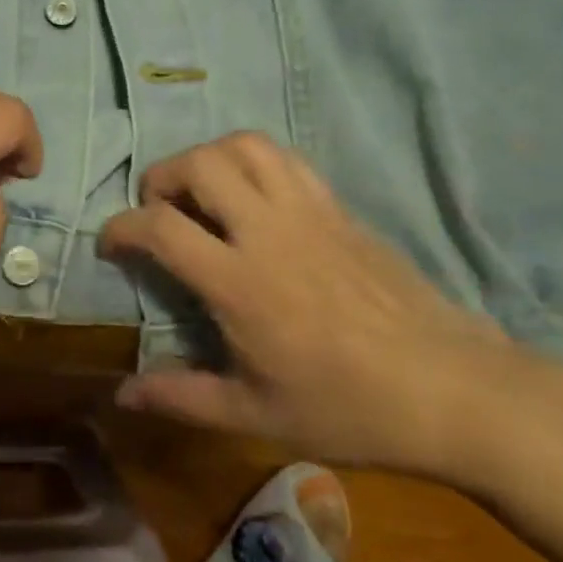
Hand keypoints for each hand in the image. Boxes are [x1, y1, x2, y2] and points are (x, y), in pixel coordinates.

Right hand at [98, 132, 519, 475]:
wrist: (452, 390)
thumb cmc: (348, 408)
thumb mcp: (255, 415)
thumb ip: (182, 397)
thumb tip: (122, 394)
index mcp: (240, 282)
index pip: (161, 227)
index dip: (121, 227)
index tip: (110, 243)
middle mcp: (268, 231)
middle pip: (199, 165)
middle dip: (161, 177)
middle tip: (157, 210)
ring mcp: (308, 211)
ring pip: (245, 146)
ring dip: (208, 158)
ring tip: (201, 193)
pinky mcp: (339, 208)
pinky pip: (285, 160)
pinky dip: (252, 162)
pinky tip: (252, 197)